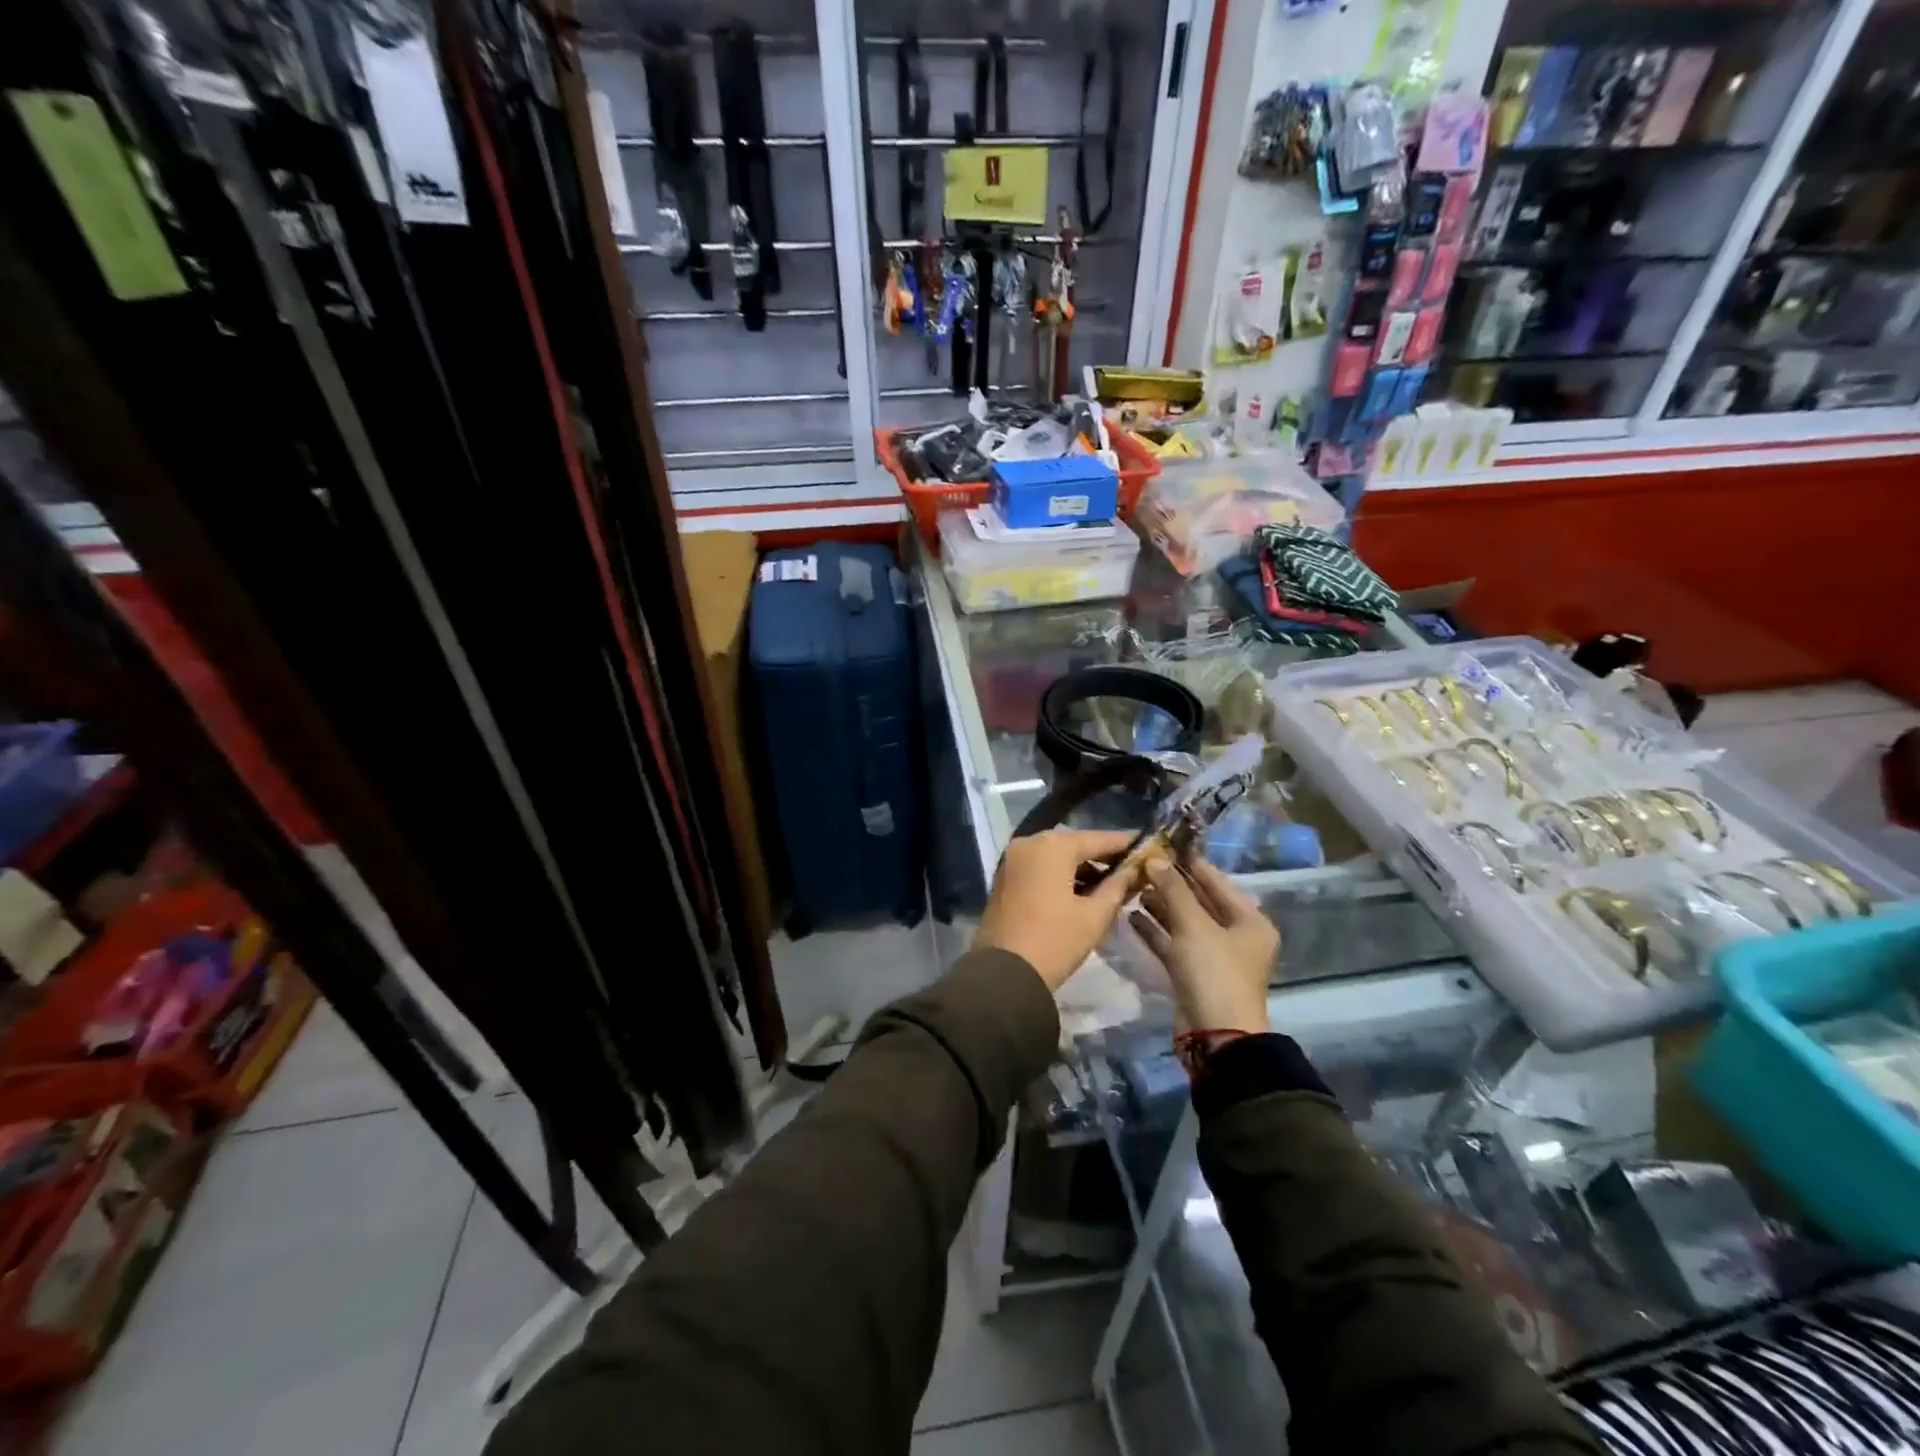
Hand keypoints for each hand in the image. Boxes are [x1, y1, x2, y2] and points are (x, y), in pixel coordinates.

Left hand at [974, 830, 1139, 992]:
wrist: (1004, 975)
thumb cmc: (1055, 941)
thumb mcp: (1094, 916)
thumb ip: (1117, 886)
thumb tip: (1133, 869)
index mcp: (1052, 846)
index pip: (1097, 838)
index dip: (1124, 843)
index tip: (1147, 845)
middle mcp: (1028, 843)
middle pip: (1074, 844)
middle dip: (1102, 856)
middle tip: (1131, 867)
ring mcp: (1012, 860)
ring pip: (1055, 856)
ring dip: (1081, 867)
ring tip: (1112, 883)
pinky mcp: (1005, 878)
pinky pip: (1040, 867)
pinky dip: (1061, 875)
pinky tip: (1083, 890)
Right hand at [1130, 852, 1277, 1033]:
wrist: (1215, 1036)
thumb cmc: (1214, 972)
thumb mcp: (1194, 926)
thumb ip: (1173, 890)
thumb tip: (1155, 858)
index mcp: (1249, 921)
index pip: (1216, 881)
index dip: (1189, 862)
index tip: (1162, 843)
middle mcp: (1235, 935)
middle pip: (1199, 901)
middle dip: (1170, 884)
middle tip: (1140, 864)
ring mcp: (1213, 956)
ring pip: (1183, 922)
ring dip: (1159, 906)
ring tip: (1131, 887)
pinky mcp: (1193, 973)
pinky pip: (1173, 943)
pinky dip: (1155, 931)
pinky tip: (1131, 916)